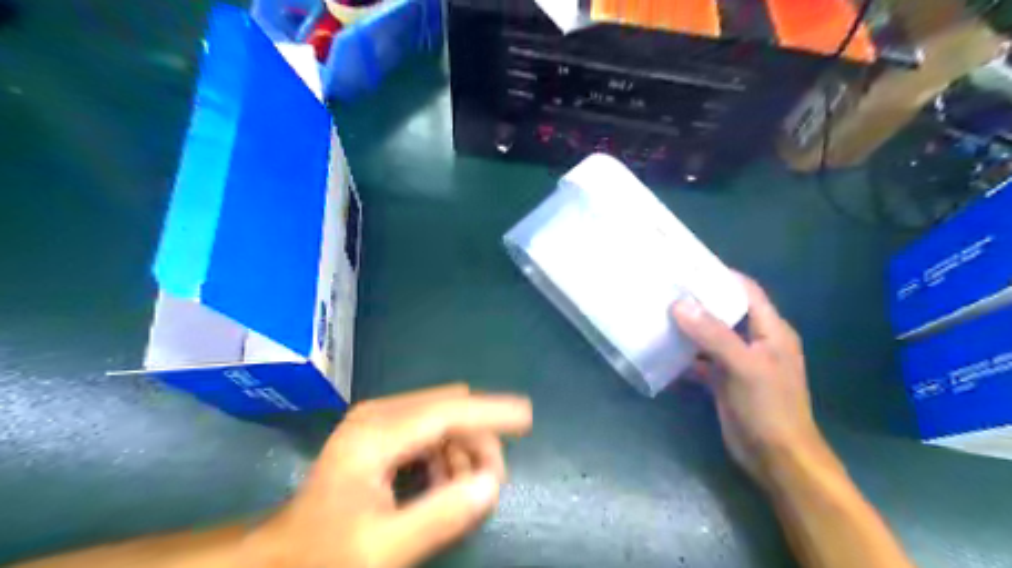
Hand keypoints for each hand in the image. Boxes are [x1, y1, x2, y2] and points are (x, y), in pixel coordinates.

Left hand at [244, 385, 533, 567]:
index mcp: (376, 435)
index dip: (490, 412)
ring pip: (444, 417)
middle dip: (477, 441)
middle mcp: (379, 414)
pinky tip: (441, 483)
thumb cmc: (328, 552)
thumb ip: (440, 516)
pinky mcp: (382, 428)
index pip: (447, 412)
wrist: (283, 553)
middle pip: (450, 409)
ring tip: (460, 491)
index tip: (527, 416)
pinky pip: (431, 428)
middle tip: (487, 485)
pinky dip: (447, 452)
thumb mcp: (384, 548)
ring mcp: (379, 418)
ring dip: (463, 449)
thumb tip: (491, 484)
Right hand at [674, 276, 833, 487]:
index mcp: (770, 330)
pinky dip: (685, 357)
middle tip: (666, 290)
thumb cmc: (768, 407)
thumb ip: (713, 334)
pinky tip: (662, 353)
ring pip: (710, 337)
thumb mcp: (743, 366)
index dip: (721, 276)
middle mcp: (755, 342)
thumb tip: (680, 304)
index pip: (747, 291)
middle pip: (725, 312)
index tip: (689, 267)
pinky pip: (702, 362)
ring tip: (658, 315)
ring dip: (688, 329)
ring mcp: (739, 362)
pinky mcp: (725, 382)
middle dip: (698, 301)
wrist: (776, 459)